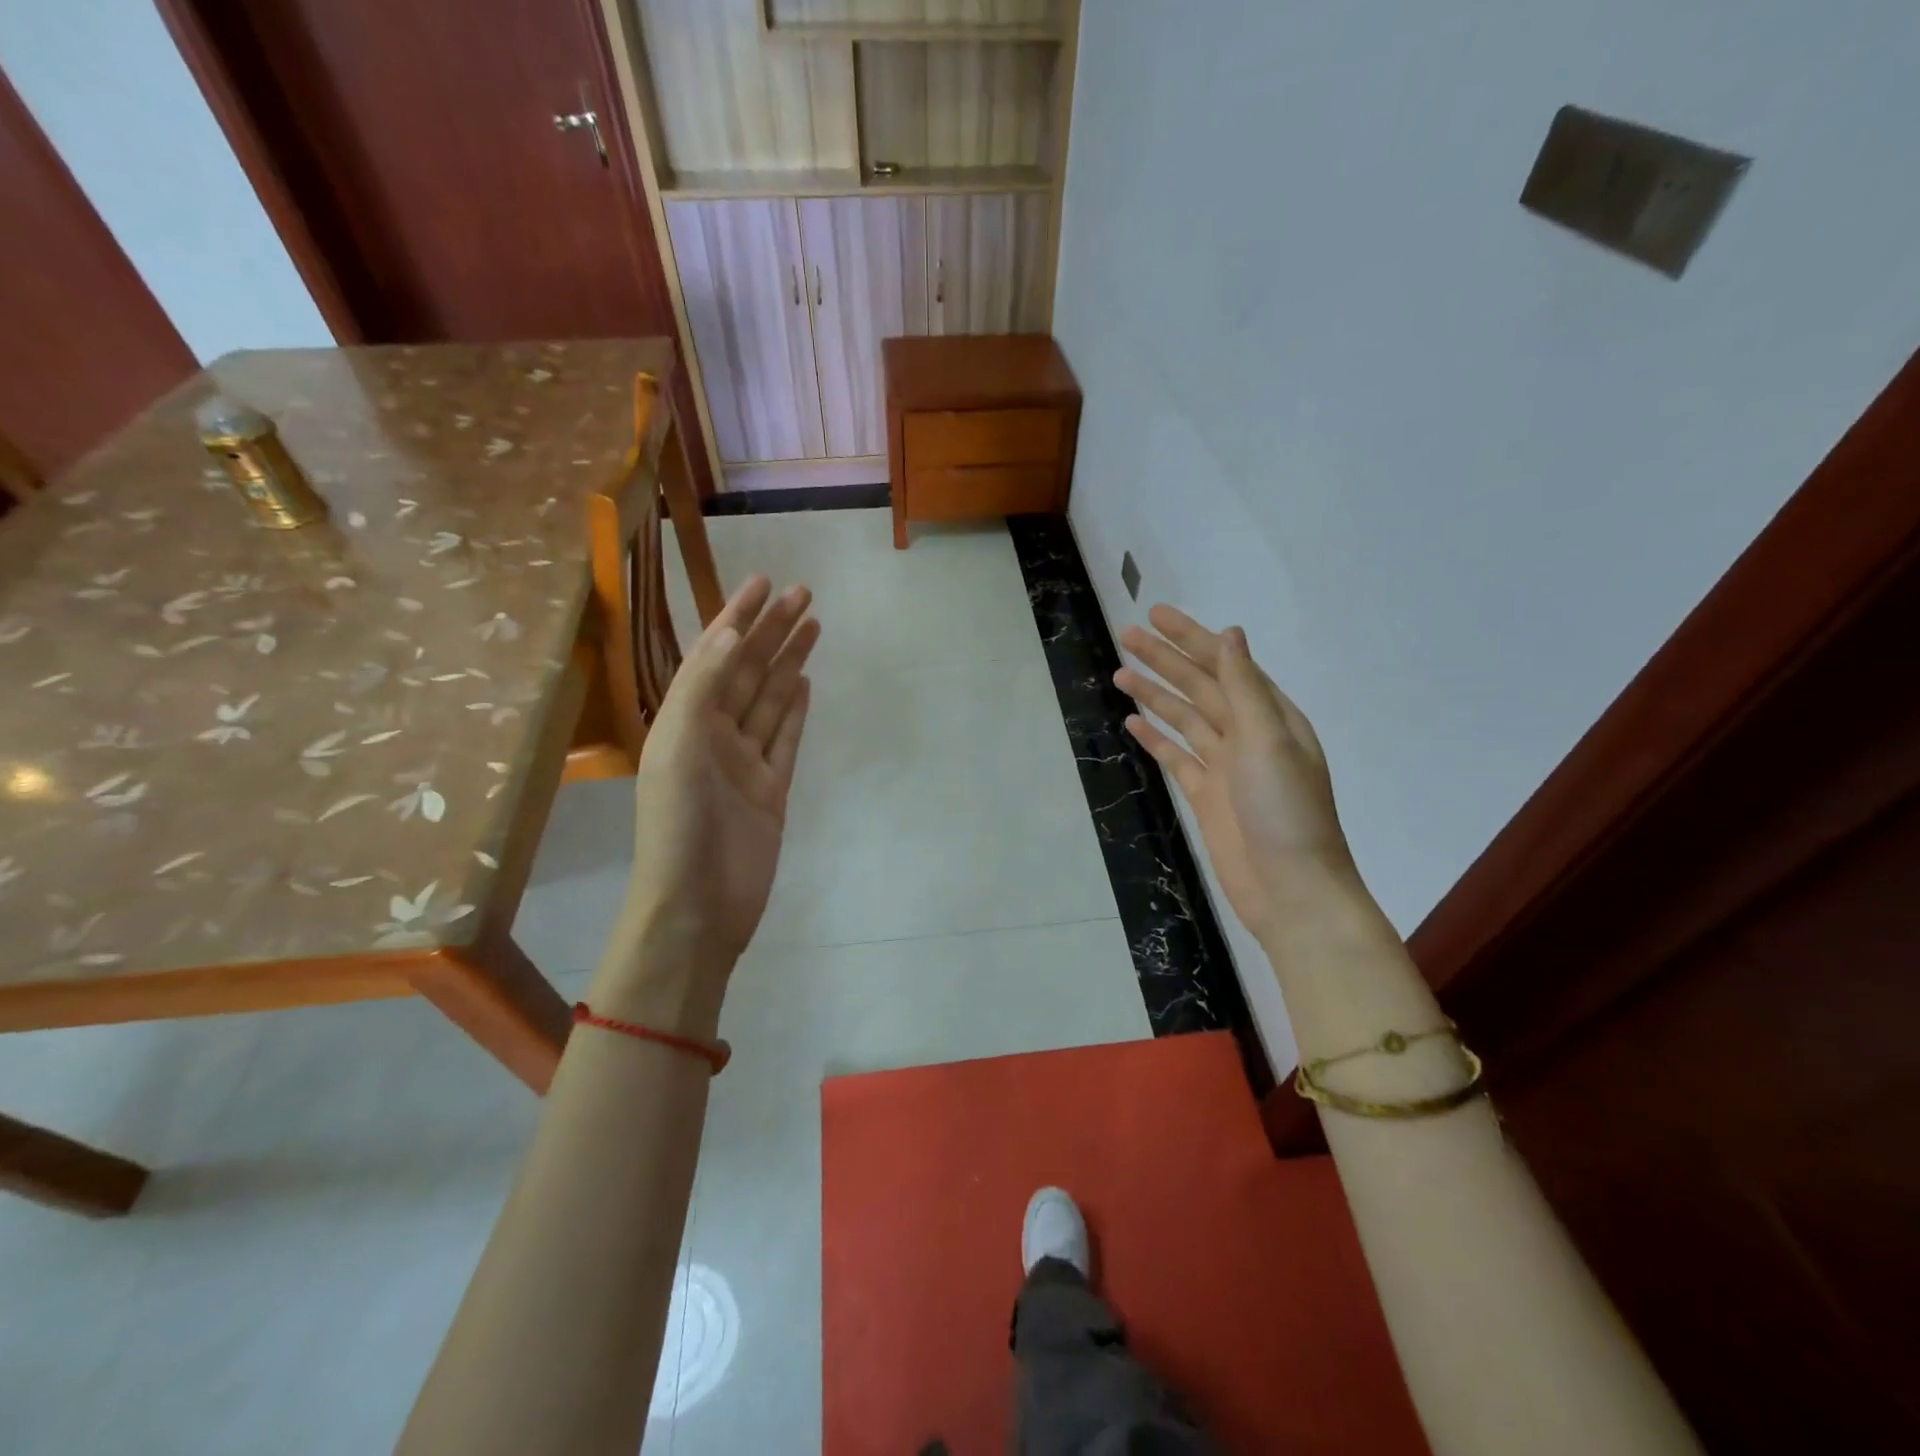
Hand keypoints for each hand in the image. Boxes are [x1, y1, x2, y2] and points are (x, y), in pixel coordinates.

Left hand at [600, 576, 818, 1025]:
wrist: (699, 904)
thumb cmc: (680, 824)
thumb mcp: (678, 745)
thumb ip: (703, 686)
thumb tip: (732, 632)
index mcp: (683, 720)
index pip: (714, 655)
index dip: (736, 616)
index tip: (761, 582)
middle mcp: (713, 734)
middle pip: (748, 671)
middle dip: (772, 631)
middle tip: (803, 593)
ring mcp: (744, 762)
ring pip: (770, 700)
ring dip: (788, 662)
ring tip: (812, 625)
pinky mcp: (771, 789)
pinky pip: (785, 739)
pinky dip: (795, 710)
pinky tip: (804, 683)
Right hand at [1115, 606, 1355, 944]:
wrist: (1291, 890)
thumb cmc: (1286, 812)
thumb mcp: (1269, 742)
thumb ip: (1245, 688)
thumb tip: (1231, 634)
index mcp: (1271, 716)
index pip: (1225, 665)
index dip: (1191, 638)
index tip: (1156, 615)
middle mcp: (1248, 735)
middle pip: (1199, 687)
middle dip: (1165, 660)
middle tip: (1126, 636)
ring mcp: (1225, 767)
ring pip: (1184, 719)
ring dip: (1154, 695)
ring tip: (1120, 673)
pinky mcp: (1206, 796)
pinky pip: (1176, 757)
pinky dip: (1155, 739)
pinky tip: (1132, 723)